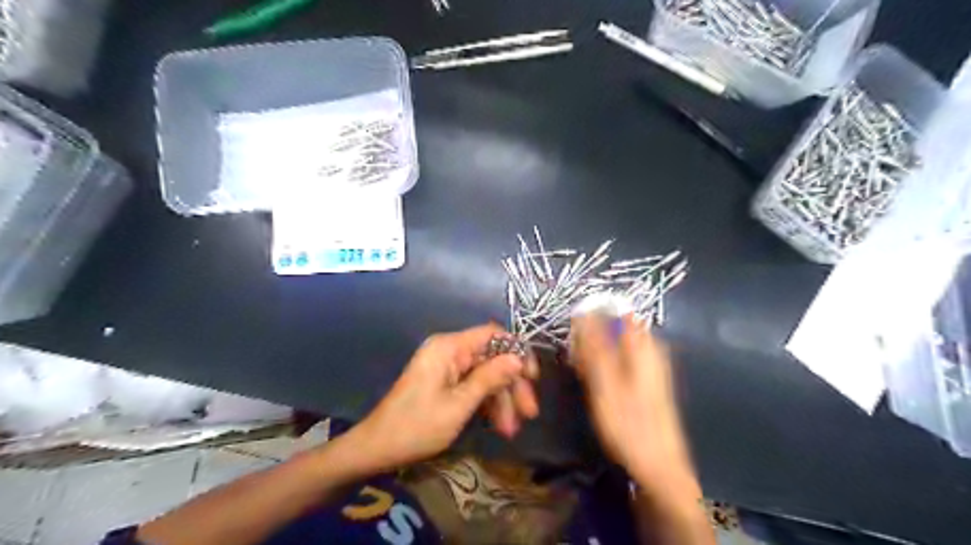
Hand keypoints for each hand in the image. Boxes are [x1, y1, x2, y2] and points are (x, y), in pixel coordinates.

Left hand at [345, 323, 538, 471]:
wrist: (377, 448)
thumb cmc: (417, 426)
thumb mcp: (459, 404)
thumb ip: (490, 378)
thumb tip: (518, 358)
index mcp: (449, 347)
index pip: (493, 335)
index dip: (516, 352)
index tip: (532, 377)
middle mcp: (449, 351)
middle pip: (492, 358)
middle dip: (511, 385)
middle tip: (529, 413)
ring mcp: (447, 367)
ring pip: (486, 375)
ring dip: (502, 399)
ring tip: (511, 430)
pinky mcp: (445, 382)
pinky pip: (473, 385)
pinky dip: (487, 403)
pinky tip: (498, 425)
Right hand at [571, 315, 694, 488]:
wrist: (658, 465)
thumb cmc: (628, 423)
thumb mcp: (604, 382)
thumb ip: (594, 346)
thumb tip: (582, 312)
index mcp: (643, 344)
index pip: (613, 313)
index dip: (589, 320)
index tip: (573, 339)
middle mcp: (649, 348)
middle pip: (612, 329)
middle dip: (590, 340)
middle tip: (577, 363)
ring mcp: (649, 364)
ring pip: (613, 346)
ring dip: (594, 356)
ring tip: (584, 374)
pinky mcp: (646, 379)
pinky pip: (618, 361)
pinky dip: (603, 367)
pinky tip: (595, 384)